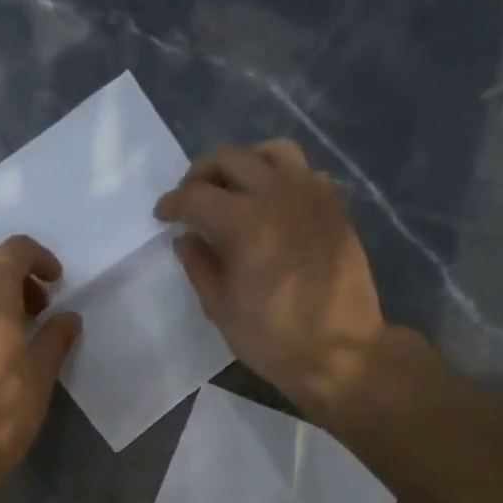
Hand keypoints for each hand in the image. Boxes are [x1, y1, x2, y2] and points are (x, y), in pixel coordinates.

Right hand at [157, 139, 387, 419]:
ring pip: (272, 151)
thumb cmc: (272, 338)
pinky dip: (281, 177)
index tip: (162, 216)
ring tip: (234, 190)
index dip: (172, 203)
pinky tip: (273, 205)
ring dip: (244, 164)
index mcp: (243, 222)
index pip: (195, 196)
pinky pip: (304, 171)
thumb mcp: (221, 308)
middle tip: (191, 199)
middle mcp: (277, 195)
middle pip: (230, 158)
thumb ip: (199, 266)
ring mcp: (311, 195)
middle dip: (201, 175)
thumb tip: (186, 239)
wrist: (340, 351)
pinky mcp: (334, 206)